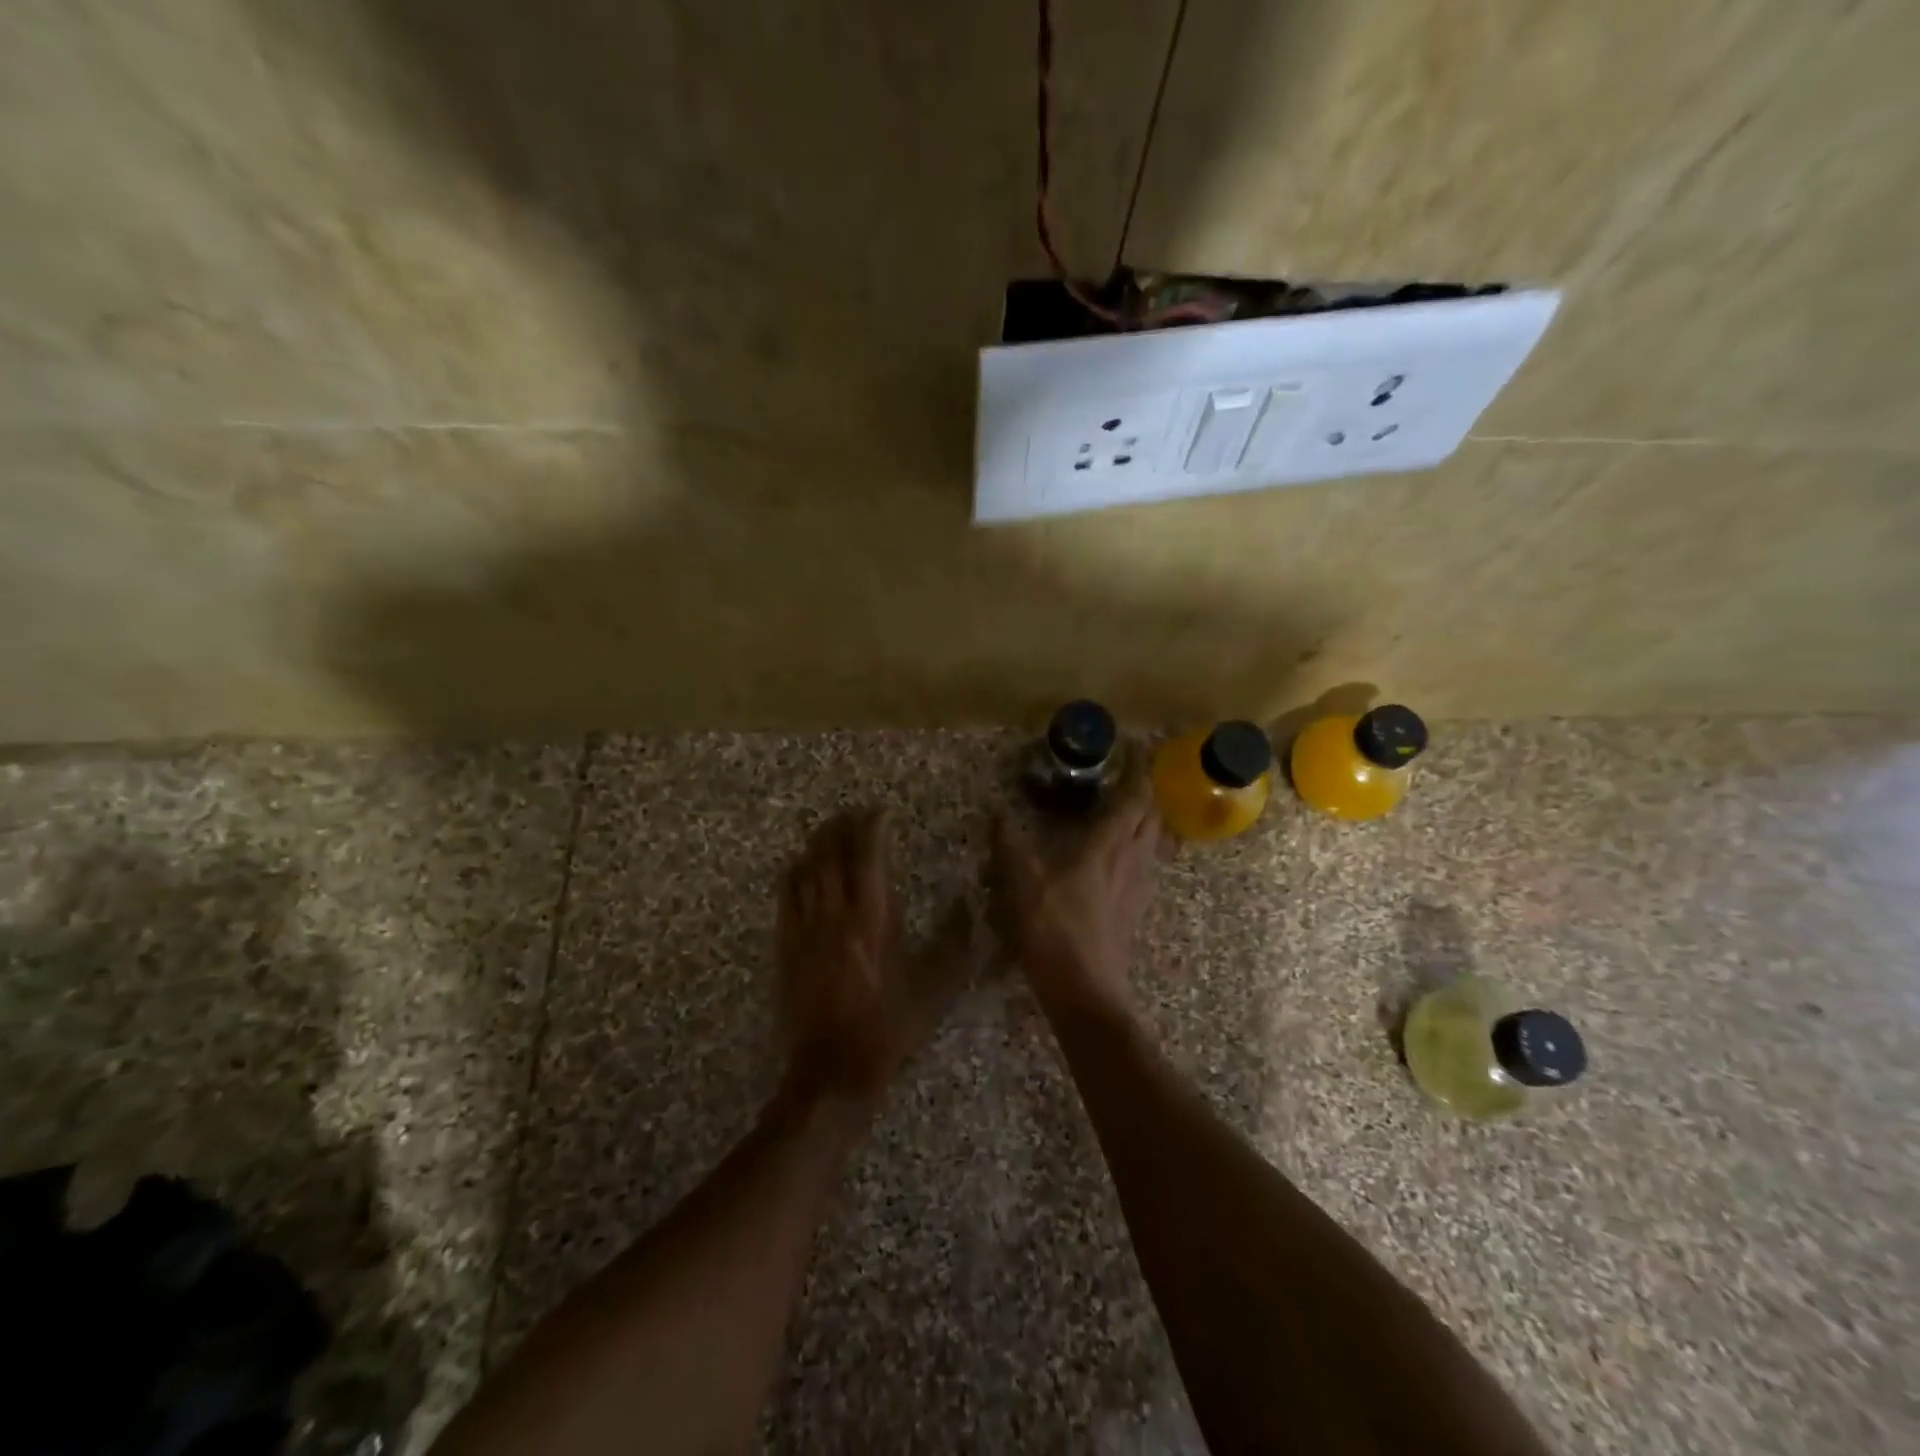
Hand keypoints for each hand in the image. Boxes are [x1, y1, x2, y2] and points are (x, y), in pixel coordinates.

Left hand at [777, 809, 968, 1105]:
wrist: (834, 1067)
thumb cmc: (891, 1025)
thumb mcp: (936, 987)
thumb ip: (955, 941)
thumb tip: (967, 902)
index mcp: (874, 917)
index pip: (869, 855)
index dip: (874, 827)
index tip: (882, 812)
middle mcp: (836, 912)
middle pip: (833, 853)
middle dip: (842, 826)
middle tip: (852, 812)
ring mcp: (806, 928)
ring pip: (807, 870)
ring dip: (817, 843)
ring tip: (828, 828)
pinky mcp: (786, 946)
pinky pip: (786, 896)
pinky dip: (793, 873)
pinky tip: (799, 865)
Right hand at [991, 781, 1160, 1015]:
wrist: (1085, 991)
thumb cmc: (1055, 929)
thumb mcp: (1021, 882)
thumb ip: (1008, 843)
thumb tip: (995, 810)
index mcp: (1108, 845)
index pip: (1135, 795)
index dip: (1136, 768)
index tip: (1130, 747)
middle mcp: (1132, 859)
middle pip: (1151, 814)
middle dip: (1143, 789)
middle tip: (1125, 775)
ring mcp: (1138, 886)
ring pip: (1152, 840)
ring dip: (1144, 818)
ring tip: (1123, 809)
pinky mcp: (1135, 908)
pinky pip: (1145, 864)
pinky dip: (1138, 847)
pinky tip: (1117, 857)